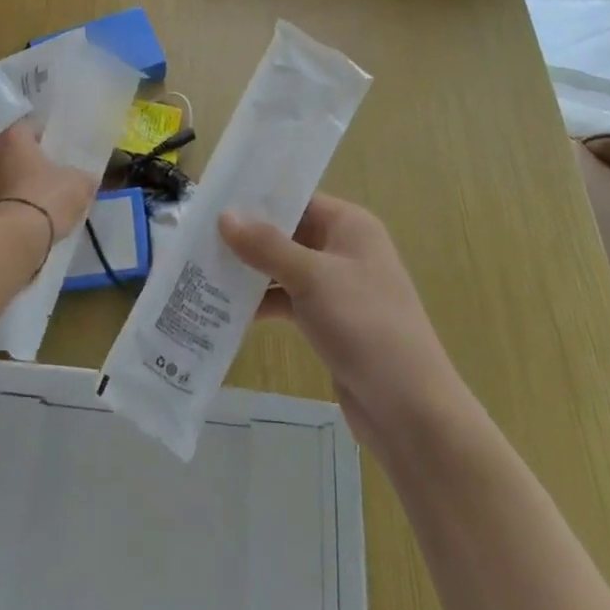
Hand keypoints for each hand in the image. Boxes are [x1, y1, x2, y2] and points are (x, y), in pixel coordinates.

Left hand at [0, 120, 95, 243]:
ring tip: (33, 207)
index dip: (46, 139)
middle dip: (27, 164)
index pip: (30, 127)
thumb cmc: (46, 199)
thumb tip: (86, 179)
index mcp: (13, 137)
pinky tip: (19, 226)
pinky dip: (3, 211)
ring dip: (12, 188)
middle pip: (12, 154)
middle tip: (48, 179)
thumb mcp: (78, 185)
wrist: (9, 241)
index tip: (58, 153)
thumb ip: (82, 177)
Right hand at [220, 195, 460, 449]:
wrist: (410, 410)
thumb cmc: (366, 326)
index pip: (298, 199)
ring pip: (285, 268)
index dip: (258, 199)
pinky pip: (289, 300)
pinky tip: (227, 309)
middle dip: (248, 238)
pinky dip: (263, 302)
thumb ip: (267, 246)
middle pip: (288, 233)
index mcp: (350, 225)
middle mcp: (344, 249)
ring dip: (251, 272)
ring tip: (203, 270)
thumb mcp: (313, 278)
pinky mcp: (329, 321)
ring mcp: (337, 287)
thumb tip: (225, 216)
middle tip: (199, 237)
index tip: (214, 201)